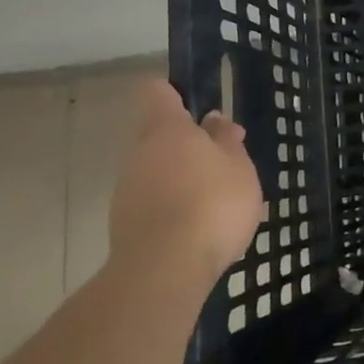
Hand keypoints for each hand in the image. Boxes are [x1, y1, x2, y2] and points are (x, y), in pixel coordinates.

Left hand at [108, 81, 263, 284]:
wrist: (164, 271)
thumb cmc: (212, 204)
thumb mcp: (239, 167)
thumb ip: (227, 141)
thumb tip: (214, 122)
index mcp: (166, 129)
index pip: (158, 92)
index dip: (177, 93)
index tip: (200, 106)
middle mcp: (139, 152)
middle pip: (158, 134)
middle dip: (189, 144)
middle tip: (224, 160)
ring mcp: (127, 189)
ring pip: (156, 170)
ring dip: (182, 177)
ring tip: (218, 200)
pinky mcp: (125, 224)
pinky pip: (153, 202)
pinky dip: (173, 207)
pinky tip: (200, 227)